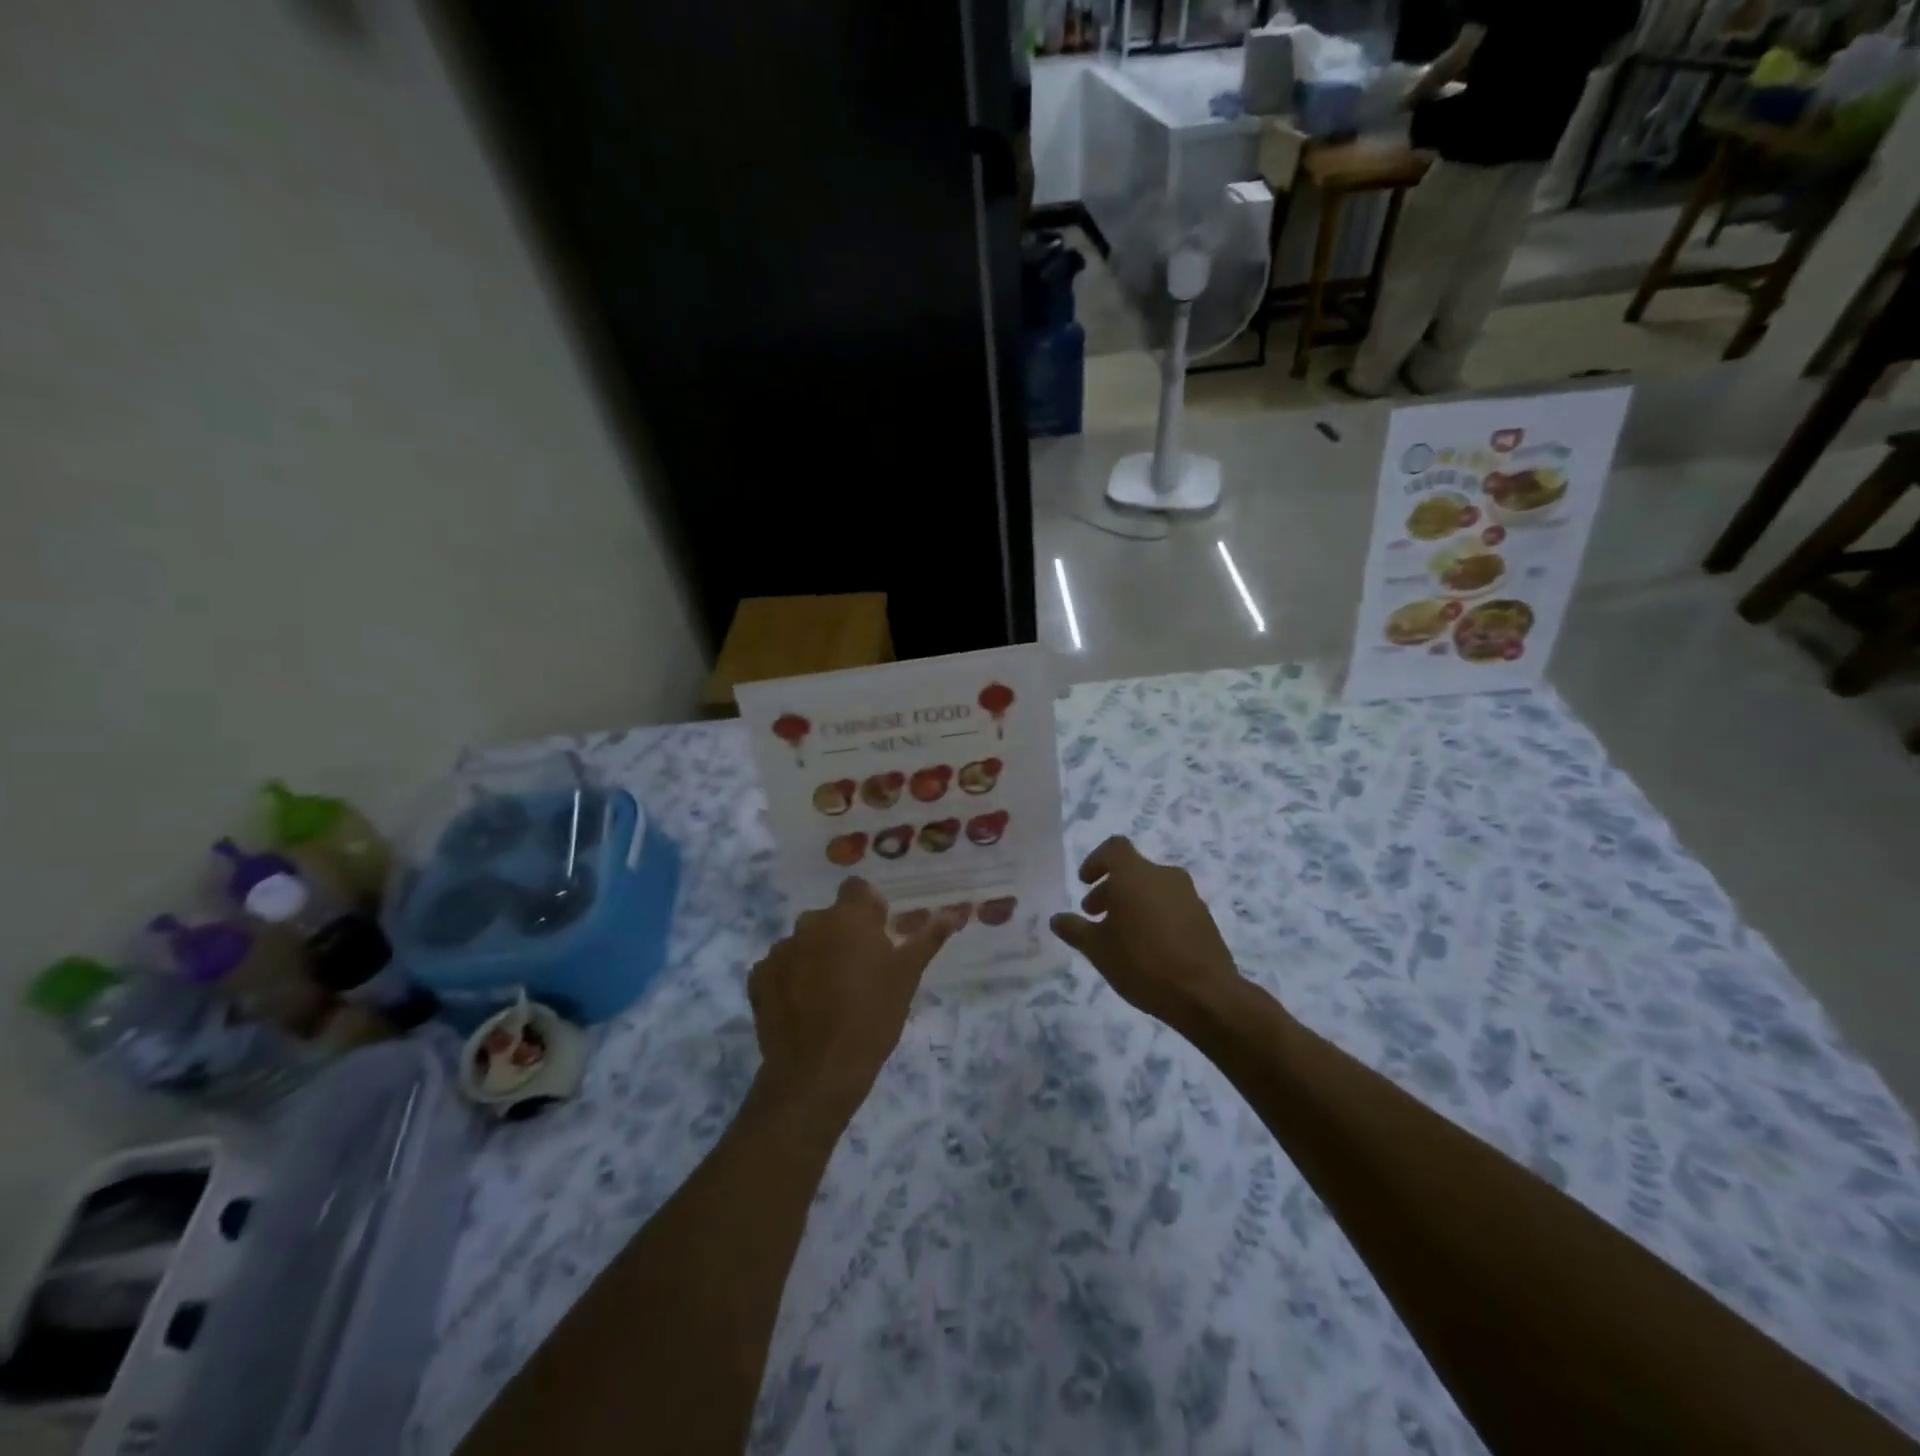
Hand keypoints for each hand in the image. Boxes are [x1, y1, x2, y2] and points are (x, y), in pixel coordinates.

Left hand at [747, 878, 957, 1122]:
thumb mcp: (907, 977)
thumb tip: (956, 912)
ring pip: (805, 942)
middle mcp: (810, 923)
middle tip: (859, 971)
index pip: (857, 889)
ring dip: (816, 956)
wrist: (817, 1073)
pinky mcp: (758, 978)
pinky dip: (791, 978)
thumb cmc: (872, 1018)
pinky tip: (804, 1006)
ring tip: (830, 994)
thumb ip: (928, 938)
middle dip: (843, 936)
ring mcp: (780, 950)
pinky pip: (780, 967)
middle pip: (830, 918)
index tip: (879, 935)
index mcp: (848, 917)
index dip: (869, 909)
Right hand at [1050, 836, 1242, 1029]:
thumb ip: (1075, 930)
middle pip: (1132, 870)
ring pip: (1152, 887)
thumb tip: (1057, 919)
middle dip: (1110, 888)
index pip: (1114, 848)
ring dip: (1132, 902)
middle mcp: (1164, 876)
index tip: (1084, 882)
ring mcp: (1188, 895)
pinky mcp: (1204, 917)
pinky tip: (1147, 946)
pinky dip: (1154, 914)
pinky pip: (1171, 904)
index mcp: (1136, 875)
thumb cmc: (1143, 964)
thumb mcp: (1098, 950)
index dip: (1096, 860)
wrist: (1206, 994)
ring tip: (1120, 934)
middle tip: (1094, 914)